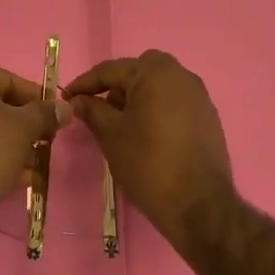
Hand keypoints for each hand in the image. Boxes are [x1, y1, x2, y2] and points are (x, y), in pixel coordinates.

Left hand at [0, 59, 71, 238]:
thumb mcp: (24, 129)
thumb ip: (47, 113)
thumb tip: (66, 107)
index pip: (11, 81)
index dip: (38, 103)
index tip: (56, 122)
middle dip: (23, 127)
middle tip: (44, 146)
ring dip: (9, 145)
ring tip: (33, 168)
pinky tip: (13, 177)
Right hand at [64, 50, 235, 247]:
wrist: (198, 204)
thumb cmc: (148, 162)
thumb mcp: (111, 134)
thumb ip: (92, 110)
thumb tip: (77, 100)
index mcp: (156, 72)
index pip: (111, 70)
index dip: (85, 84)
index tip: (66, 98)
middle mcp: (181, 75)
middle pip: (138, 72)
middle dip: (115, 87)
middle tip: (97, 109)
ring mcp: (199, 96)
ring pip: (158, 86)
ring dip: (136, 98)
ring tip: (119, 124)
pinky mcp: (208, 117)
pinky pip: (174, 103)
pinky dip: (156, 110)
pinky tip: (145, 134)